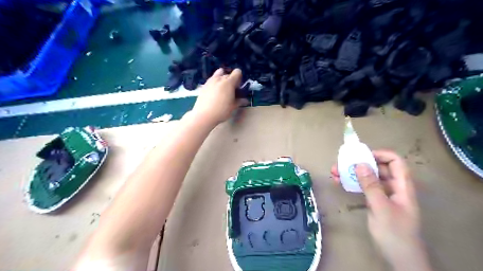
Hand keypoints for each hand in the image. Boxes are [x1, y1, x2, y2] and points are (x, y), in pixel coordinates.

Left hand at [190, 69, 246, 125]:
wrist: (204, 115)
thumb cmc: (222, 111)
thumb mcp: (233, 107)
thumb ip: (240, 101)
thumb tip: (246, 100)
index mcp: (229, 82)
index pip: (237, 72)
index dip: (239, 79)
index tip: (238, 87)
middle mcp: (220, 79)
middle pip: (228, 74)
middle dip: (231, 80)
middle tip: (231, 91)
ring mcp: (210, 81)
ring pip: (218, 74)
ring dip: (222, 79)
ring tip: (222, 89)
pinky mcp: (204, 85)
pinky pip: (211, 80)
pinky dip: (214, 83)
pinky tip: (214, 93)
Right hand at [332, 150, 429, 270]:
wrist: (400, 259)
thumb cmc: (394, 233)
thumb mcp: (381, 208)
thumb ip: (371, 185)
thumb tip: (360, 163)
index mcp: (402, 186)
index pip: (395, 161)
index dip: (379, 154)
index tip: (360, 156)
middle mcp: (394, 187)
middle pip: (378, 167)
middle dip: (359, 163)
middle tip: (340, 164)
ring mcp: (385, 194)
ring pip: (369, 177)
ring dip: (353, 173)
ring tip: (335, 173)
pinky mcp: (376, 201)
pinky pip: (364, 187)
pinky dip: (353, 183)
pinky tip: (340, 183)